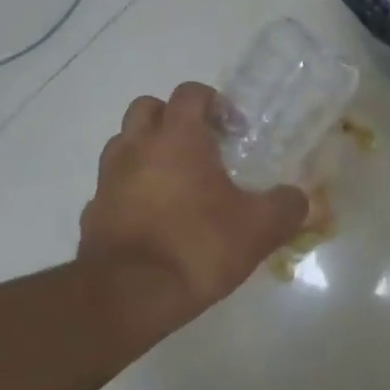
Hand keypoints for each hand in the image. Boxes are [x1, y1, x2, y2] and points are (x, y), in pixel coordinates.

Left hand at [79, 83, 307, 330]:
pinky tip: (151, 219)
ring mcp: (108, 179)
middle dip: (172, 118)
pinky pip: (111, 187)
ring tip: (174, 182)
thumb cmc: (197, 247)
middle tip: (199, 147)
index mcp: (177, 138)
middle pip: (146, 108)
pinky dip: (129, 191)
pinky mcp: (92, 212)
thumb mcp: (258, 228)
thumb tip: (297, 198)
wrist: (129, 296)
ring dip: (146, 151)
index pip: (190, 93)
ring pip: (122, 145)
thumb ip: (286, 207)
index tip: (233, 130)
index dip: (214, 102)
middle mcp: (136, 148)